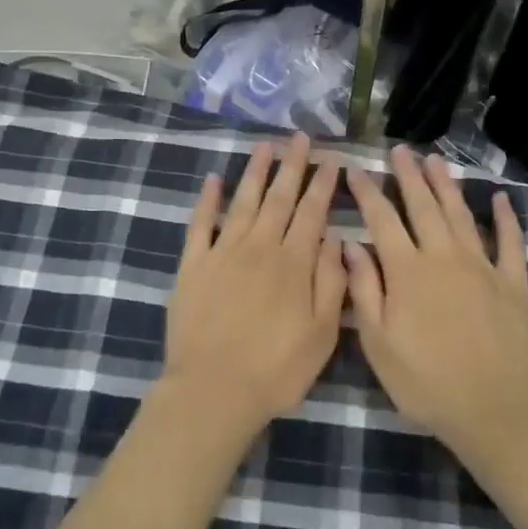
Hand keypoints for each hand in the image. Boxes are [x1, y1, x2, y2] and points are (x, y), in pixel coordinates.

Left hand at [161, 134, 345, 434]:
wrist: (213, 391)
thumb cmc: (276, 369)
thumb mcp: (322, 334)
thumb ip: (331, 283)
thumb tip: (334, 239)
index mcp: (293, 264)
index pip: (311, 213)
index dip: (322, 185)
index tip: (331, 160)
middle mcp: (259, 248)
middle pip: (279, 198)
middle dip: (292, 166)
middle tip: (300, 137)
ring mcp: (222, 253)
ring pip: (243, 202)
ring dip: (255, 172)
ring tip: (265, 146)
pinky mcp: (193, 265)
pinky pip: (200, 224)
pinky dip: (207, 200)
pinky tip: (213, 179)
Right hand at [345, 148, 527, 460]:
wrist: (495, 409)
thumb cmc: (426, 382)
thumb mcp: (379, 343)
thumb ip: (364, 290)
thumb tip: (349, 245)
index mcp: (407, 271)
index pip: (382, 220)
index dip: (368, 193)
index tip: (356, 170)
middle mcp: (444, 257)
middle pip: (423, 206)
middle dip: (409, 176)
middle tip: (400, 150)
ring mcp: (482, 266)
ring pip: (460, 215)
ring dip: (446, 185)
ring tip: (435, 160)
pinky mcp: (512, 283)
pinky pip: (510, 242)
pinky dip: (505, 219)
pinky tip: (500, 199)